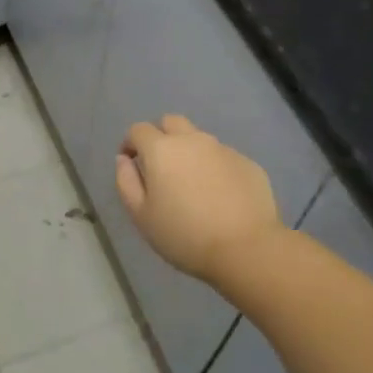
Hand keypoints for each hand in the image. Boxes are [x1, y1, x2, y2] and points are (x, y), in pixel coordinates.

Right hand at [115, 115, 284, 283]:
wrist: (246, 249)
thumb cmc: (184, 235)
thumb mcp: (141, 215)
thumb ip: (126, 182)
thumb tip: (124, 159)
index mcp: (162, 149)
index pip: (138, 130)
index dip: (130, 143)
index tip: (131, 163)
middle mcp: (193, 140)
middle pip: (171, 122)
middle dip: (160, 136)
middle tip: (160, 166)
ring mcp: (223, 149)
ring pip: (199, 139)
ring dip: (189, 152)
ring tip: (192, 184)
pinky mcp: (248, 163)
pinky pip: (223, 157)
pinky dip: (215, 168)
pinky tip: (219, 195)